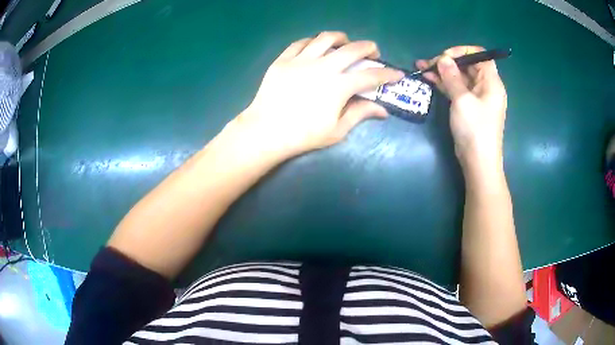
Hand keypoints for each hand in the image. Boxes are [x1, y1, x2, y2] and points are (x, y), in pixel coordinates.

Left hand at [230, 32, 402, 159]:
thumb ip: (360, 114)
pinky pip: (301, 42)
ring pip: (325, 38)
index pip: (371, 76)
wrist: (265, 131)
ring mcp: (301, 60)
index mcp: (338, 87)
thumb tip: (382, 110)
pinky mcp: (283, 60)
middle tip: (373, 53)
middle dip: (369, 48)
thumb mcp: (336, 130)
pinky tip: (317, 46)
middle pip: (352, 49)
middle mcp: (322, 67)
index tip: (397, 74)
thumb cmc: (302, 135)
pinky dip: (313, 41)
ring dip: (341, 38)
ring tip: (345, 42)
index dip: (388, 74)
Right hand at [416, 46, 506, 166]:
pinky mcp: (468, 107)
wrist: (478, 162)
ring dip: (443, 72)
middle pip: (467, 66)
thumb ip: (452, 77)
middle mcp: (485, 87)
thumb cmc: (475, 129)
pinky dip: (444, 84)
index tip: (446, 56)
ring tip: (422, 68)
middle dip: (448, 62)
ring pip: (459, 78)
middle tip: (429, 63)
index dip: (463, 51)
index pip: (480, 56)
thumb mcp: (462, 100)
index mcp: (491, 82)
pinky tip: (429, 79)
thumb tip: (443, 59)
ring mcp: (476, 98)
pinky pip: (456, 90)